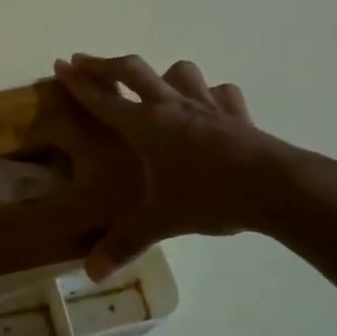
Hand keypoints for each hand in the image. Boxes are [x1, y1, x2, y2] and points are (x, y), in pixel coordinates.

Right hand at [53, 54, 305, 277]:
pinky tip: (209, 106)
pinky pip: (221, 93)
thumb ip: (125, 244)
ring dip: (162, 74)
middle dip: (104, 64)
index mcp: (146, 126)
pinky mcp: (236, 114)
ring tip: (155, 84)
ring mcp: (206, 106)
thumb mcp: (161, 222)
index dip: (78, 82)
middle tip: (84, 60)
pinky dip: (211, 95)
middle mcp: (171, 107)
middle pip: (132, 71)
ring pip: (180, 72)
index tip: (60, 64)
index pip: (102, 99)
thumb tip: (91, 275)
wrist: (276, 187)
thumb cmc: (209, 196)